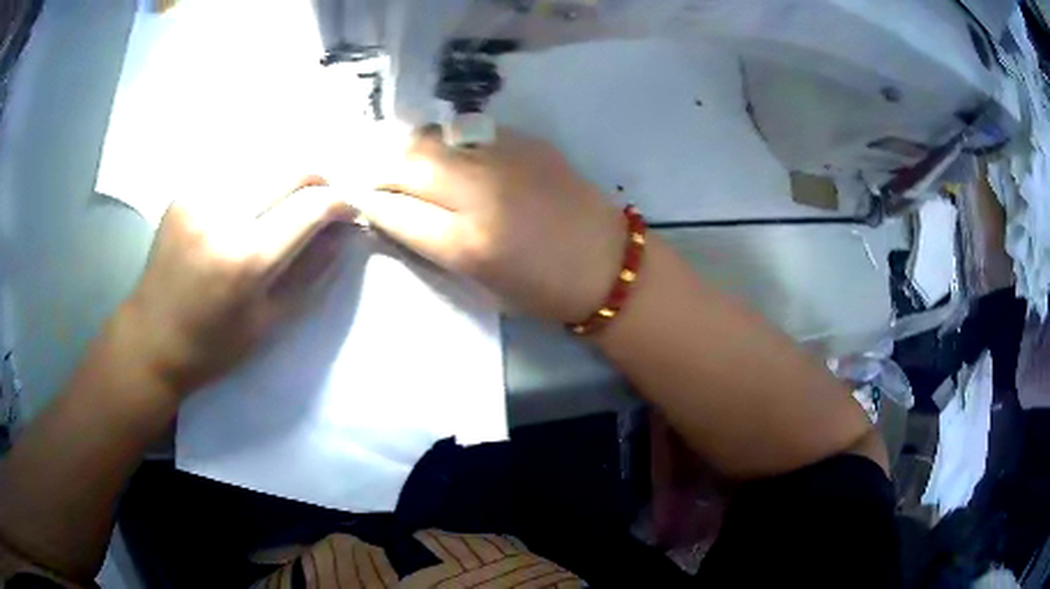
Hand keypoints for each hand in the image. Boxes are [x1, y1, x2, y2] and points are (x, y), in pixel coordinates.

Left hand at [123, 177, 355, 395]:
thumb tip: (342, 233)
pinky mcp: (185, 190)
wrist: (151, 339)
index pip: (311, 205)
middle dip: (319, 182)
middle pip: (292, 167)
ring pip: (266, 160)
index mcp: (246, 258)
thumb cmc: (212, 345)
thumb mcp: (268, 321)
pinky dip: (256, 180)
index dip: (341, 203)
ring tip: (286, 204)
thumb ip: (309, 272)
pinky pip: (235, 169)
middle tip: (322, 204)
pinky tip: (251, 203)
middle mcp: (223, 214)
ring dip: (287, 179)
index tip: (350, 213)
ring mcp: (200, 195)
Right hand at [350, 127, 624, 322]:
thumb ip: (432, 243)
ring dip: (411, 149)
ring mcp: (506, 159)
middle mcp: (481, 193)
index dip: (370, 202)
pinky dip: (449, 142)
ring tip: (407, 161)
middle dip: (381, 168)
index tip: (358, 198)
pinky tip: (450, 155)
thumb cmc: (543, 291)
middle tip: (375, 176)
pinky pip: (469, 132)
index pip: (395, 210)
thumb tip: (395, 210)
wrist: (608, 265)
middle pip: (408, 162)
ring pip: (435, 137)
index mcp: (468, 244)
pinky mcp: (528, 142)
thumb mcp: (479, 282)